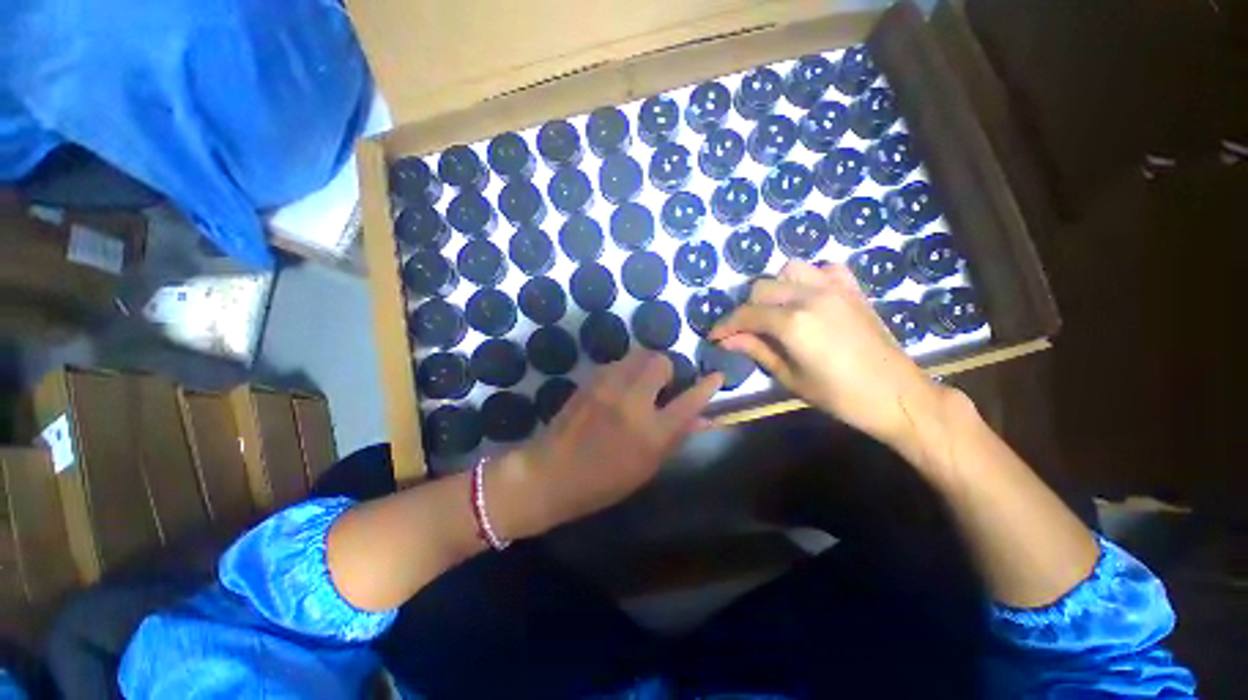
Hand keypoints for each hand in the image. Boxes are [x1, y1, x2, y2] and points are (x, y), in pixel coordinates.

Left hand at [491, 351, 720, 538]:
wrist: (550, 473)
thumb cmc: (603, 481)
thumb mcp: (647, 467)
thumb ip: (675, 437)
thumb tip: (700, 416)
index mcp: (651, 433)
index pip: (689, 402)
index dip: (706, 387)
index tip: (716, 376)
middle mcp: (632, 402)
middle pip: (660, 362)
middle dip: (667, 370)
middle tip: (662, 386)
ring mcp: (608, 386)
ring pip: (639, 355)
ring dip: (646, 366)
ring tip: (640, 385)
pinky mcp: (591, 380)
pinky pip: (619, 363)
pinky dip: (626, 370)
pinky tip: (619, 388)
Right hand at [709, 261, 946, 447]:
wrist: (897, 395)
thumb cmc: (839, 395)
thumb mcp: (790, 377)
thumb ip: (757, 350)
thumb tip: (727, 340)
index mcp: (793, 323)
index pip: (746, 314)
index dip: (726, 325)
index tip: (715, 336)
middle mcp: (810, 296)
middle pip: (762, 287)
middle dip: (747, 309)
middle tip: (746, 330)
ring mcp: (835, 288)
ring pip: (789, 270)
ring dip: (775, 288)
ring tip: (775, 310)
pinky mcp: (853, 289)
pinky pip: (824, 268)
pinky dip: (809, 278)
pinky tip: (808, 297)